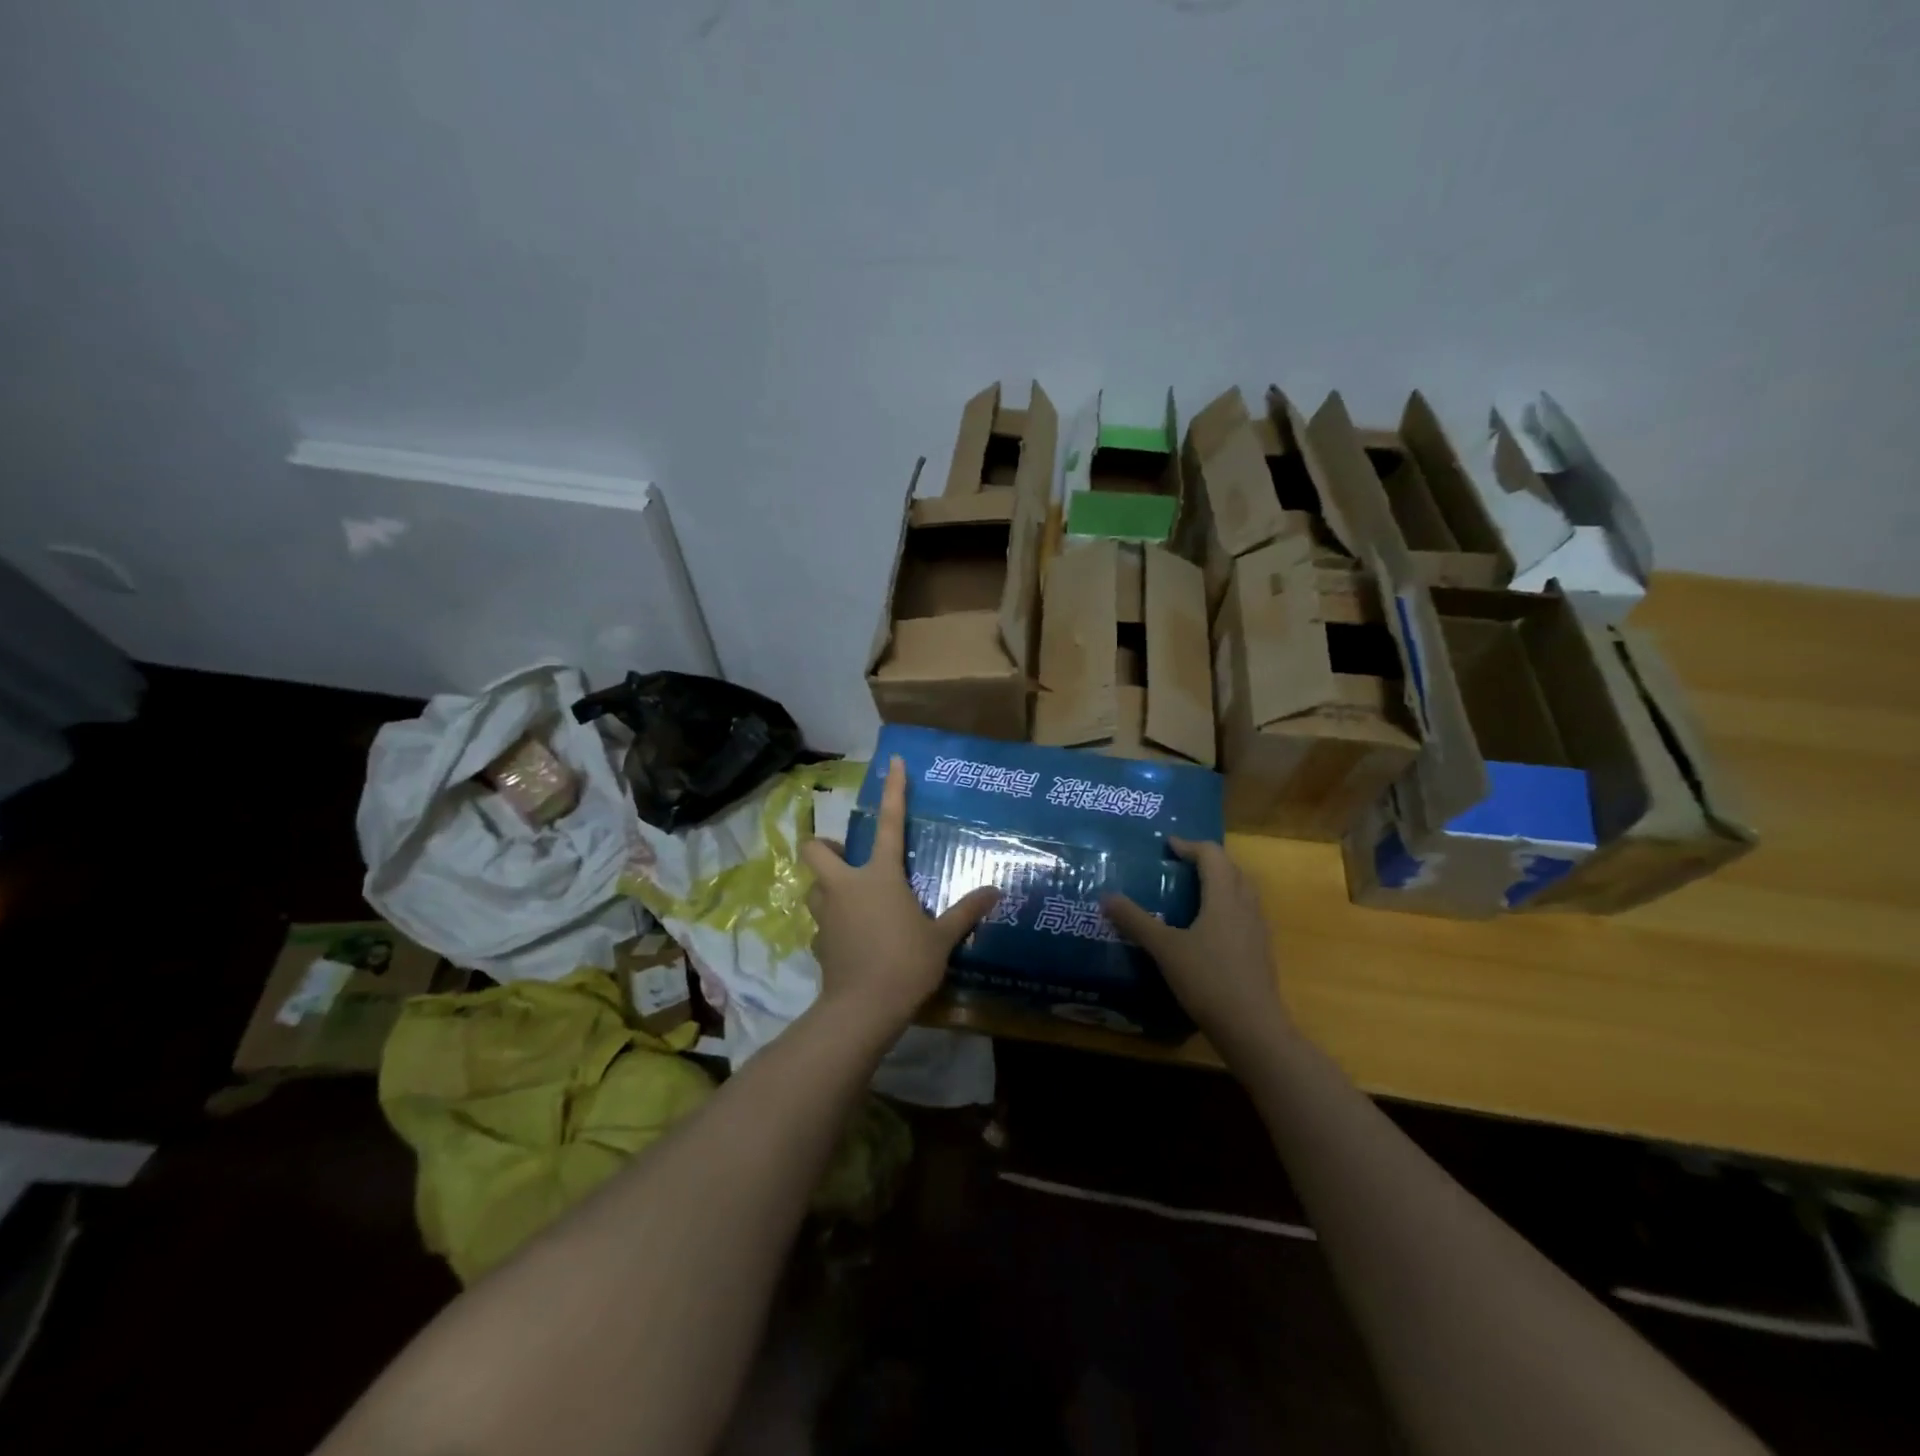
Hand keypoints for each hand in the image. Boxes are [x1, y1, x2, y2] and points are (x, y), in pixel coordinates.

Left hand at [801, 756, 1000, 1039]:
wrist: (863, 1009)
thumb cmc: (905, 964)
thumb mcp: (942, 937)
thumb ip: (966, 911)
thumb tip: (995, 891)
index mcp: (879, 876)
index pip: (889, 823)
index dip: (894, 790)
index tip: (894, 762)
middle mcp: (845, 886)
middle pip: (816, 850)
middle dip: (825, 846)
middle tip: (848, 858)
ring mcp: (826, 914)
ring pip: (814, 886)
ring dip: (827, 886)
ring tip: (852, 899)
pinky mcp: (817, 941)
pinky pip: (821, 921)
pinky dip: (833, 922)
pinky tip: (852, 938)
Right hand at [1104, 838, 1290, 1056]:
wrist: (1252, 1027)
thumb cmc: (1207, 980)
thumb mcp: (1165, 949)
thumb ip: (1136, 921)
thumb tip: (1106, 896)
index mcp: (1224, 897)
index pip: (1212, 855)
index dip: (1189, 845)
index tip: (1167, 846)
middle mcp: (1246, 906)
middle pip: (1231, 868)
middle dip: (1206, 861)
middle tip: (1179, 865)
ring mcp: (1257, 929)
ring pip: (1241, 891)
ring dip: (1219, 882)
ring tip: (1192, 892)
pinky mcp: (1260, 950)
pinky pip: (1244, 913)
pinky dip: (1226, 906)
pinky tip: (1207, 928)